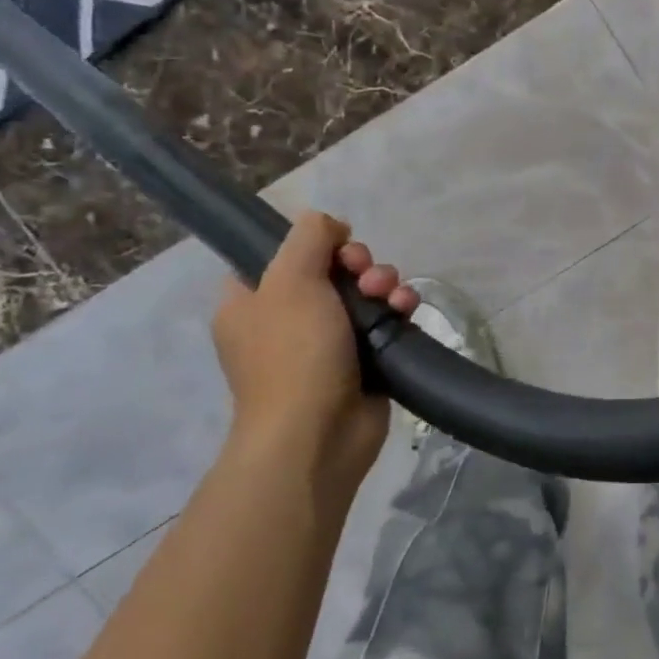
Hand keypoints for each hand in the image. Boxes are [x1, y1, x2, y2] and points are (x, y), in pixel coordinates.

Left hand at [212, 211, 418, 485]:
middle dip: (358, 264)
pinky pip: (384, 319)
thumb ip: (308, 237)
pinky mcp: (362, 359)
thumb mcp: (291, 279)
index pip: (277, 255)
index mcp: (251, 302)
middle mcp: (286, 319)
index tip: (334, 245)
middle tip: (364, 275)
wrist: (318, 433)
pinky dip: (398, 308)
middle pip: (330, 268)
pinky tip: (407, 308)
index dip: (311, 243)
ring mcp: (325, 342)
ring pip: (362, 292)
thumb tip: (329, 225)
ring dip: (383, 283)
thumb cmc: (294, 353)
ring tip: (391, 295)